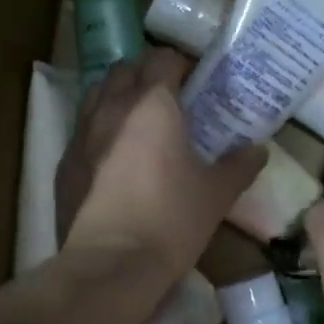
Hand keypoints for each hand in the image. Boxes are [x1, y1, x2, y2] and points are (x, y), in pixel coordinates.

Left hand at [57, 48, 265, 282]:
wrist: (111, 264)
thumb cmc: (171, 220)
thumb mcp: (216, 194)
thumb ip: (240, 166)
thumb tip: (259, 150)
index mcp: (152, 104)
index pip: (163, 58)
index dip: (181, 65)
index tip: (197, 83)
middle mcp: (112, 107)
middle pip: (125, 69)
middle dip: (146, 75)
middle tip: (169, 100)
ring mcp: (81, 133)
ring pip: (97, 94)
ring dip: (118, 97)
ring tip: (139, 123)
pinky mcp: (64, 162)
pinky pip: (82, 130)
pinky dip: (99, 130)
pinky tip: (113, 158)